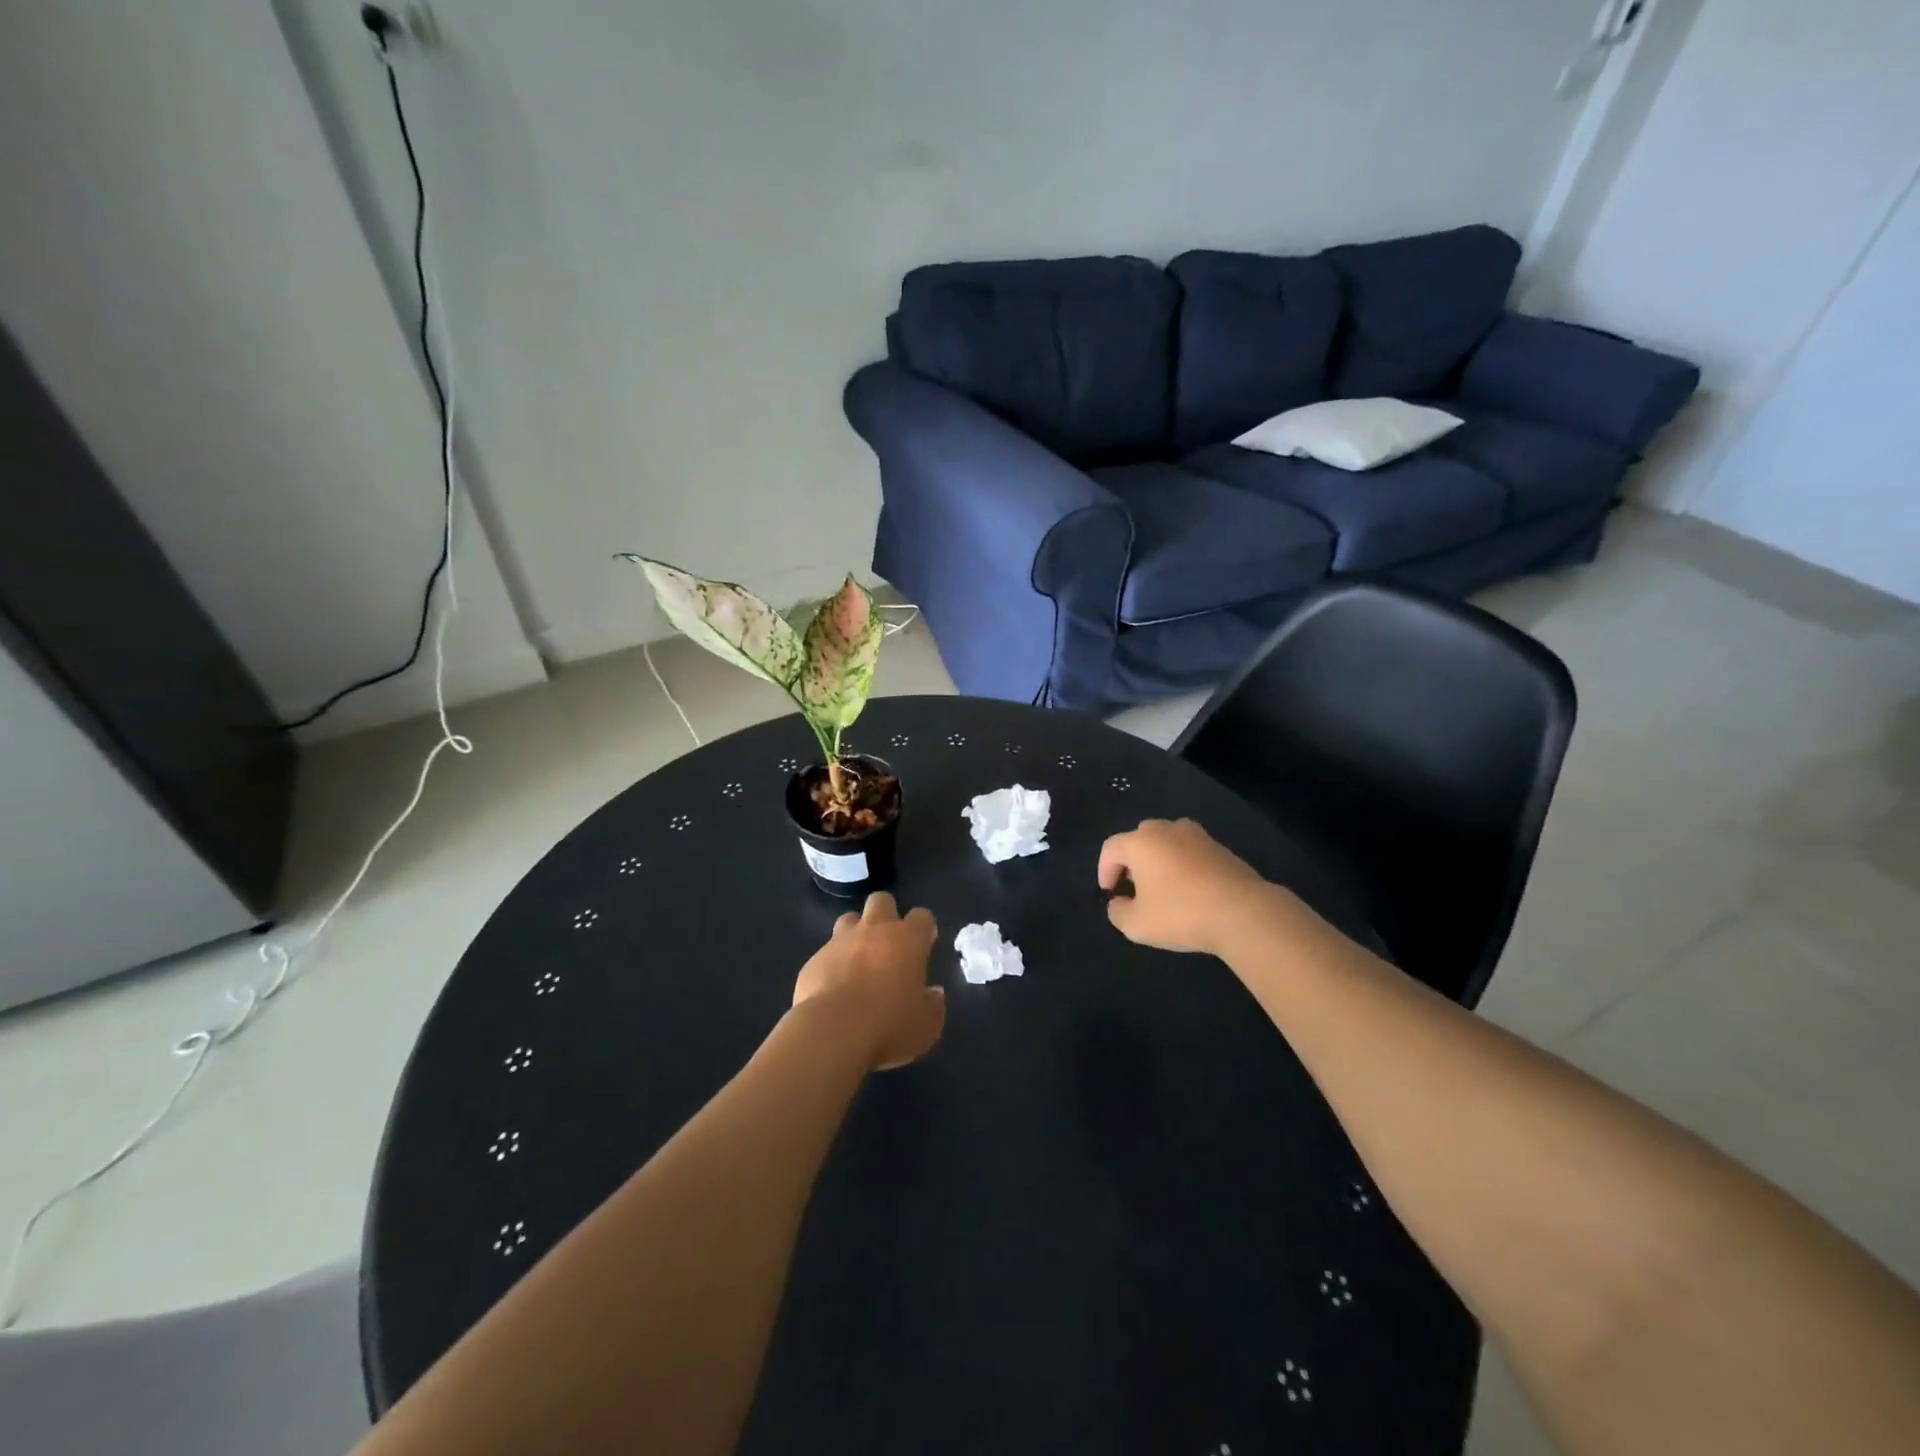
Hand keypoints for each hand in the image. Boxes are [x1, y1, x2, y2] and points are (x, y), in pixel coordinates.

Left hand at [792, 892, 944, 1070]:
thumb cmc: (889, 1027)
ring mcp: (840, 942)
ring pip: (849, 919)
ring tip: (858, 961)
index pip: (922, 917)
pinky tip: (833, 988)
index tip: (924, 945)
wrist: (833, 1033)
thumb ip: (933, 1006)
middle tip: (889, 944)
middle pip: (882, 901)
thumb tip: (932, 994)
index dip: (923, 929)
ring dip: (855, 933)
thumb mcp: (926, 1026)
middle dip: (886, 914)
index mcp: (907, 940)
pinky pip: (825, 953)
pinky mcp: (814, 960)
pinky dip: (832, 964)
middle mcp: (874, 931)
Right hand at [1097, 818, 1277, 955]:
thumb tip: (1118, 902)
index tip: (1109, 893)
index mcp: (1141, 842)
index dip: (1104, 870)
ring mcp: (1197, 836)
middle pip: (1139, 838)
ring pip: (1167, 841)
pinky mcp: (1220, 848)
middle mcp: (1166, 830)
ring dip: (1159, 859)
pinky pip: (1191, 851)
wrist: (1243, 912)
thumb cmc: (1181, 914)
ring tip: (1162, 886)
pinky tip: (1190, 889)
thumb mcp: (1136, 924)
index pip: (1111, 848)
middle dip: (1131, 860)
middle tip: (1134, 886)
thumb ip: (1118, 912)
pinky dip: (1183, 864)